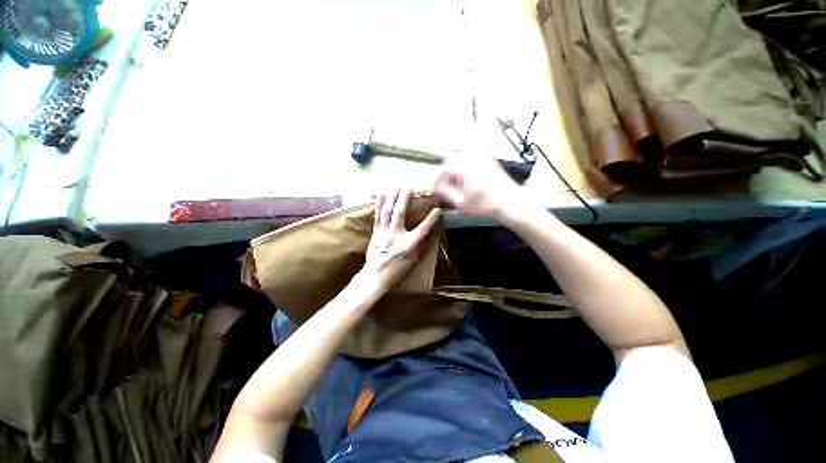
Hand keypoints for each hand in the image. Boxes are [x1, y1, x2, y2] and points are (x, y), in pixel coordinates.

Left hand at [362, 189, 440, 292]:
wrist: (375, 276)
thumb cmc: (397, 270)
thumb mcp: (413, 260)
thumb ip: (419, 245)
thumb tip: (426, 233)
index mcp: (408, 245)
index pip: (423, 229)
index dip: (431, 218)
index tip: (437, 209)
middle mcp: (395, 236)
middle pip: (400, 213)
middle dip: (404, 198)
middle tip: (408, 187)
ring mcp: (383, 234)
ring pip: (387, 212)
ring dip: (392, 198)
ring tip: (395, 187)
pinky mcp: (375, 233)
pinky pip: (377, 217)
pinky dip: (379, 205)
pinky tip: (381, 196)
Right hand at [434, 156, 529, 218]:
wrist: (510, 202)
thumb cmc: (485, 204)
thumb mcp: (461, 202)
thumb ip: (446, 193)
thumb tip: (438, 189)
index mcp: (464, 167)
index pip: (444, 170)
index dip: (439, 182)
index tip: (439, 192)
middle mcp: (472, 158)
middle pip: (451, 160)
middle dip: (446, 174)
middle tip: (447, 187)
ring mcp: (482, 157)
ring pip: (461, 158)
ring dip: (455, 170)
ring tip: (457, 184)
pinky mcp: (488, 160)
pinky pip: (471, 159)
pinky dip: (465, 167)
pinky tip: (468, 180)